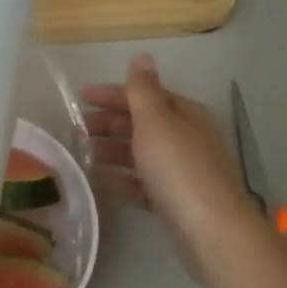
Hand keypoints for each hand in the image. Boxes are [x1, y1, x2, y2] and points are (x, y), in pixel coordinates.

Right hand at [82, 54, 264, 280]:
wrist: (211, 231)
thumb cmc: (179, 170)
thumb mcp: (157, 122)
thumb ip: (143, 91)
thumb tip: (142, 57)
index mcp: (184, 114)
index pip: (145, 95)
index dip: (113, 94)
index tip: (80, 98)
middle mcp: (186, 138)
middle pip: (142, 123)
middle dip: (109, 123)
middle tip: (75, 129)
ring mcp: (181, 171)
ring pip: (140, 153)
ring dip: (111, 150)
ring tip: (81, 154)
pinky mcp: (174, 200)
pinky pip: (142, 183)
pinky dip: (121, 179)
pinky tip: (99, 182)